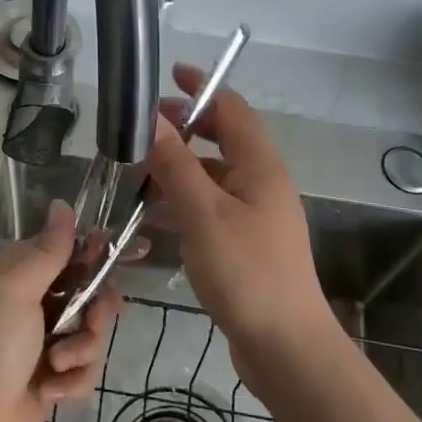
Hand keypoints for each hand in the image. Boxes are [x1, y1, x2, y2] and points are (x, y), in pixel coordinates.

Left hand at [0, 200, 120, 421]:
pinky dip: (72, 381)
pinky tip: (49, 392)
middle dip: (96, 312)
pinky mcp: (52, 378)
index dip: (103, 249)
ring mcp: (44, 341)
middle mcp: (35, 300)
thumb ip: (48, 249)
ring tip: (56, 368)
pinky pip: (85, 369)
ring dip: (82, 351)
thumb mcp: (17, 288)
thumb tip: (62, 203)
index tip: (139, 251)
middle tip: (87, 325)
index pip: (72, 248)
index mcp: (22, 272)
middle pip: (93, 292)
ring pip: (93, 333)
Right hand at [145, 66, 335, 383]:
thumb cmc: (246, 272)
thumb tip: (152, 119)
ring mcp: (256, 214)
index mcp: (260, 165)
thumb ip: (175, 164)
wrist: (285, 347)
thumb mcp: (203, 213)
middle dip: (184, 128)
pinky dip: (183, 201)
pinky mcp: (246, 243)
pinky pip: (210, 206)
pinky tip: (152, 216)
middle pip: (222, 138)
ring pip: (213, 175)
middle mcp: (261, 182)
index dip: (202, 87)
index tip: (169, 75)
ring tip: (136, 172)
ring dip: (178, 167)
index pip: (232, 108)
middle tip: (142, 128)